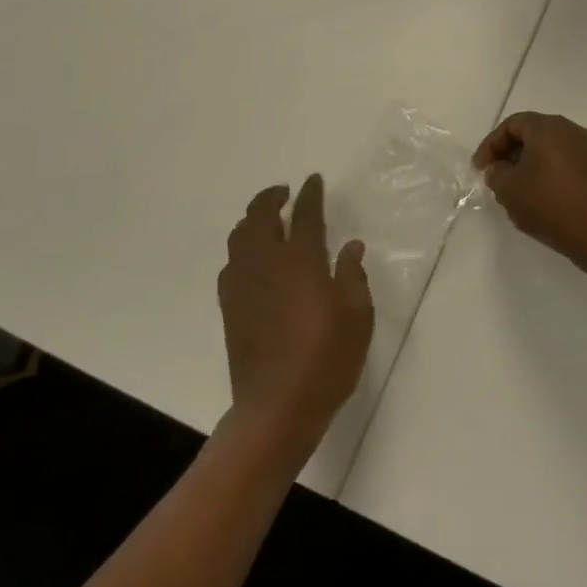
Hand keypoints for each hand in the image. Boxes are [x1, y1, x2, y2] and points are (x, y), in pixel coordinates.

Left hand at [219, 174, 371, 458]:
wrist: (276, 407)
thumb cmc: (326, 359)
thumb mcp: (357, 316)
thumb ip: (352, 276)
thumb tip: (351, 246)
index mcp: (301, 261)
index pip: (305, 215)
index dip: (310, 194)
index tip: (313, 180)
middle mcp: (267, 263)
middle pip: (261, 216)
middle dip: (271, 198)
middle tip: (285, 193)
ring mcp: (243, 284)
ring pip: (240, 236)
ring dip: (253, 219)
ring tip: (267, 219)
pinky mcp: (230, 307)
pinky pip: (231, 262)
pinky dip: (242, 248)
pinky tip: (253, 258)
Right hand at [472, 111, 586, 259]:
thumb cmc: (550, 204)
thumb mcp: (509, 190)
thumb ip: (496, 174)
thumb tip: (499, 169)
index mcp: (547, 126)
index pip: (512, 125)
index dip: (491, 145)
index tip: (480, 169)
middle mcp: (572, 129)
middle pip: (534, 133)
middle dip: (511, 154)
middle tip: (498, 177)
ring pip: (552, 149)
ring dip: (532, 164)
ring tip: (520, 190)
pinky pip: (569, 163)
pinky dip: (552, 173)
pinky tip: (545, 198)